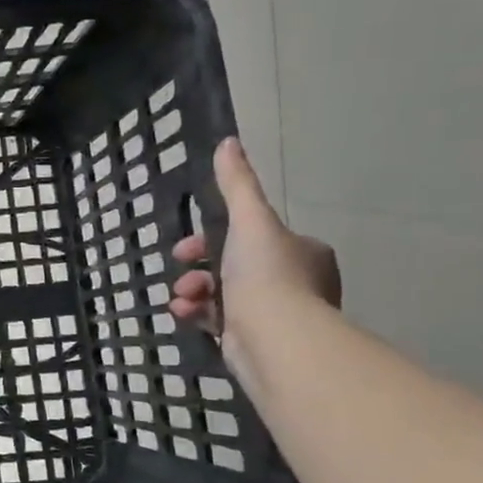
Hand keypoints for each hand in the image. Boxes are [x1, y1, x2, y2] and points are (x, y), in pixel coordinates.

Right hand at [171, 139, 340, 366]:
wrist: (276, 339)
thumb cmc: (266, 275)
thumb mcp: (250, 220)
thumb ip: (237, 184)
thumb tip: (228, 142)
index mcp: (302, 252)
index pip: (252, 236)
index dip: (213, 237)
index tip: (188, 245)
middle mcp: (295, 282)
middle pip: (233, 265)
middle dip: (199, 266)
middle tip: (182, 268)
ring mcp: (276, 315)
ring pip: (222, 293)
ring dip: (193, 290)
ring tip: (181, 297)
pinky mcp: (255, 341)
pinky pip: (219, 320)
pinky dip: (197, 314)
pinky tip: (183, 314)